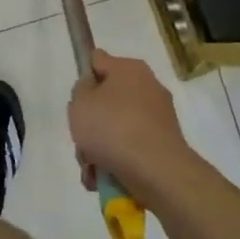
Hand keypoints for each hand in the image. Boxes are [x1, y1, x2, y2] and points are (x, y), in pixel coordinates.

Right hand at [68, 50, 190, 192]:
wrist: (156, 170)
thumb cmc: (112, 127)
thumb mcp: (80, 102)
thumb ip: (81, 89)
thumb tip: (93, 89)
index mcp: (129, 69)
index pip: (98, 61)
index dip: (83, 76)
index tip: (76, 99)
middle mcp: (148, 87)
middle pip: (106, 100)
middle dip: (90, 122)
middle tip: (81, 138)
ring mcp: (158, 117)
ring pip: (116, 127)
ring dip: (98, 147)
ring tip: (91, 168)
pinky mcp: (163, 144)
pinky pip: (130, 147)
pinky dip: (116, 160)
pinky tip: (103, 178)